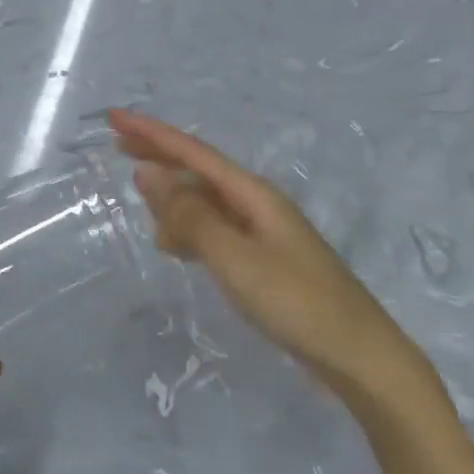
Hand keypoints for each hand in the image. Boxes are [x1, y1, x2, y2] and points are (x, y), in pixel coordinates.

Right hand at [109, 109, 428, 400]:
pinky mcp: (261, 261)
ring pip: (203, 203)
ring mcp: (260, 233)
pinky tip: (175, 247)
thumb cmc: (296, 302)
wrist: (358, 357)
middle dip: (158, 155)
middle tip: (117, 145)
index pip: (192, 152)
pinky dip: (188, 232)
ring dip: (171, 201)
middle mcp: (255, 204)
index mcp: (252, 194)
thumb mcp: (235, 258)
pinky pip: (212, 232)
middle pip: (198, 169)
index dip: (151, 133)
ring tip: (144, 212)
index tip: (115, 117)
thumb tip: (148, 174)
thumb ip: (190, 217)